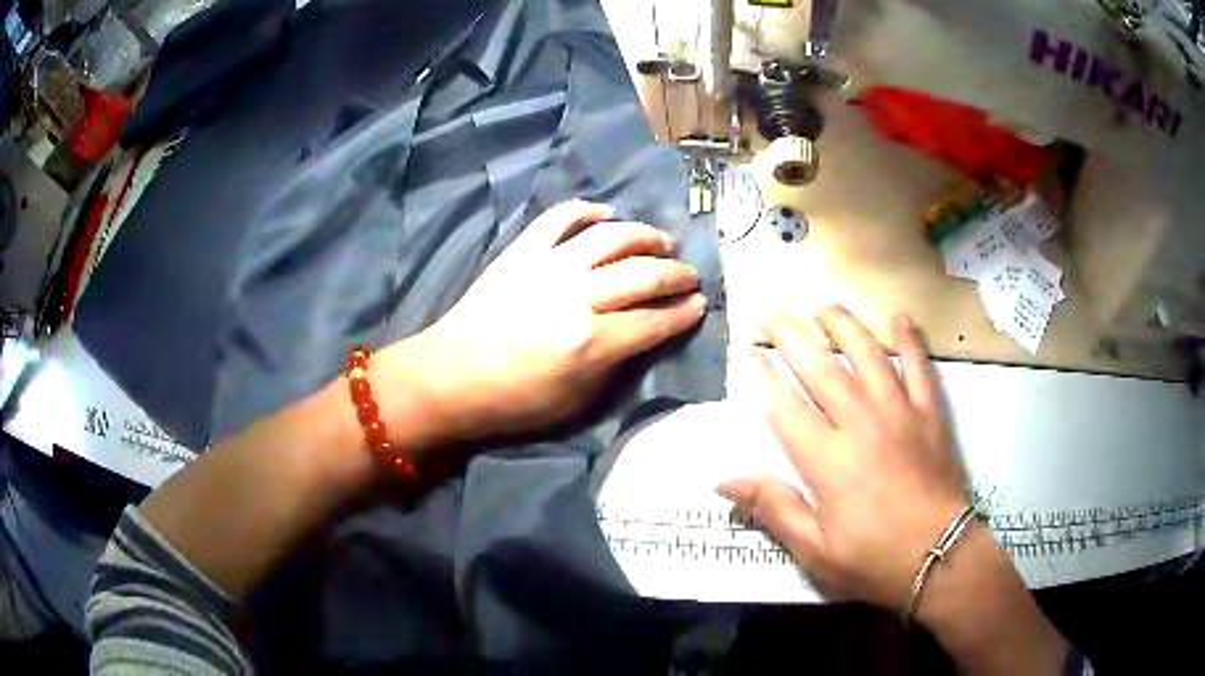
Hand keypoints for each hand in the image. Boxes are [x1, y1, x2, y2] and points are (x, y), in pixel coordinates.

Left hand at [381, 200, 706, 444]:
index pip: (654, 320)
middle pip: (643, 275)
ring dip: (645, 236)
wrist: (451, 376)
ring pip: (612, 237)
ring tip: (661, 242)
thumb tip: (644, 333)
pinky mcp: (523, 250)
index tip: (701, 304)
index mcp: (591, 342)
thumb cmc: (514, 400)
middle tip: (688, 277)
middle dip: (676, 274)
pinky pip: (561, 217)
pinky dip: (587, 210)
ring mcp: (548, 266)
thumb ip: (616, 363)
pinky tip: (606, 214)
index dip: (684, 313)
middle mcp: (577, 296)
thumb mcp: (576, 400)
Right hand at [718, 305, 968, 610]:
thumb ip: (773, 509)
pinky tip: (899, 318)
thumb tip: (724, 480)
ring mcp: (898, 411)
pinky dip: (909, 339)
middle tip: (772, 314)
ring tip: (821, 306)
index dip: (764, 377)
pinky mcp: (929, 412)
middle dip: (792, 336)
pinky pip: (918, 366)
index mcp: (826, 460)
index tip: (751, 354)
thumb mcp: (815, 551)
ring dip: (842, 324)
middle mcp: (859, 423)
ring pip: (866, 353)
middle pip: (820, 368)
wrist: (940, 557)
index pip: (785, 407)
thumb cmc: (873, 560)